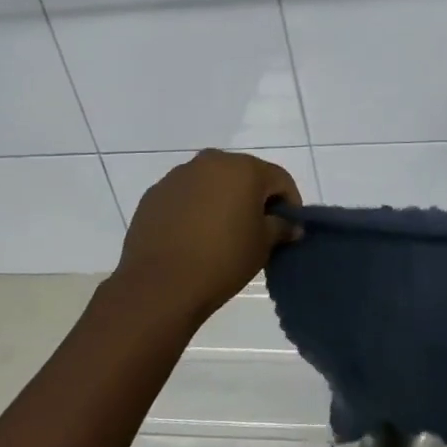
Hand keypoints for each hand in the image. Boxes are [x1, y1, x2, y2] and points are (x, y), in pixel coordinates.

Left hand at [113, 150, 301, 326]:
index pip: (279, 179)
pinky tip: (194, 237)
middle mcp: (210, 162)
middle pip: (244, 175)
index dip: (290, 203)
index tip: (289, 228)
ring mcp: (178, 176)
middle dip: (255, 198)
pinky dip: (196, 209)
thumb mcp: (263, 245)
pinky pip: (186, 196)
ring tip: (223, 234)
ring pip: (212, 183)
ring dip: (223, 201)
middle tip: (258, 229)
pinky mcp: (155, 194)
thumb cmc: (222, 260)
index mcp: (243, 169)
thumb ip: (281, 227)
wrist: (160, 285)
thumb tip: (291, 225)